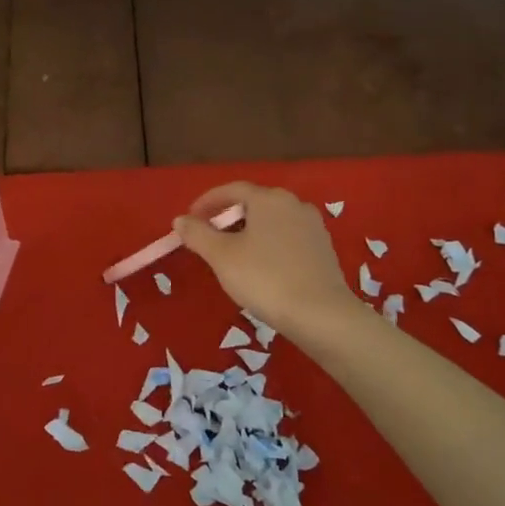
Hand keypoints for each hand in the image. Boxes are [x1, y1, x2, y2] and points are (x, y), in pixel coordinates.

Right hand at [174, 184, 362, 341]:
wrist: (321, 315)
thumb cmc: (265, 278)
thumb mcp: (221, 256)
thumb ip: (197, 234)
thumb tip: (180, 220)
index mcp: (268, 199)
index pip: (231, 190)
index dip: (207, 202)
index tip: (190, 219)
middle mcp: (294, 204)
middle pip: (253, 204)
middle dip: (228, 217)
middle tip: (209, 238)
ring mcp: (313, 226)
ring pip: (272, 222)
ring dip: (249, 232)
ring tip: (233, 255)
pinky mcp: (324, 249)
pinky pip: (288, 238)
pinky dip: (269, 245)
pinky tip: (262, 268)